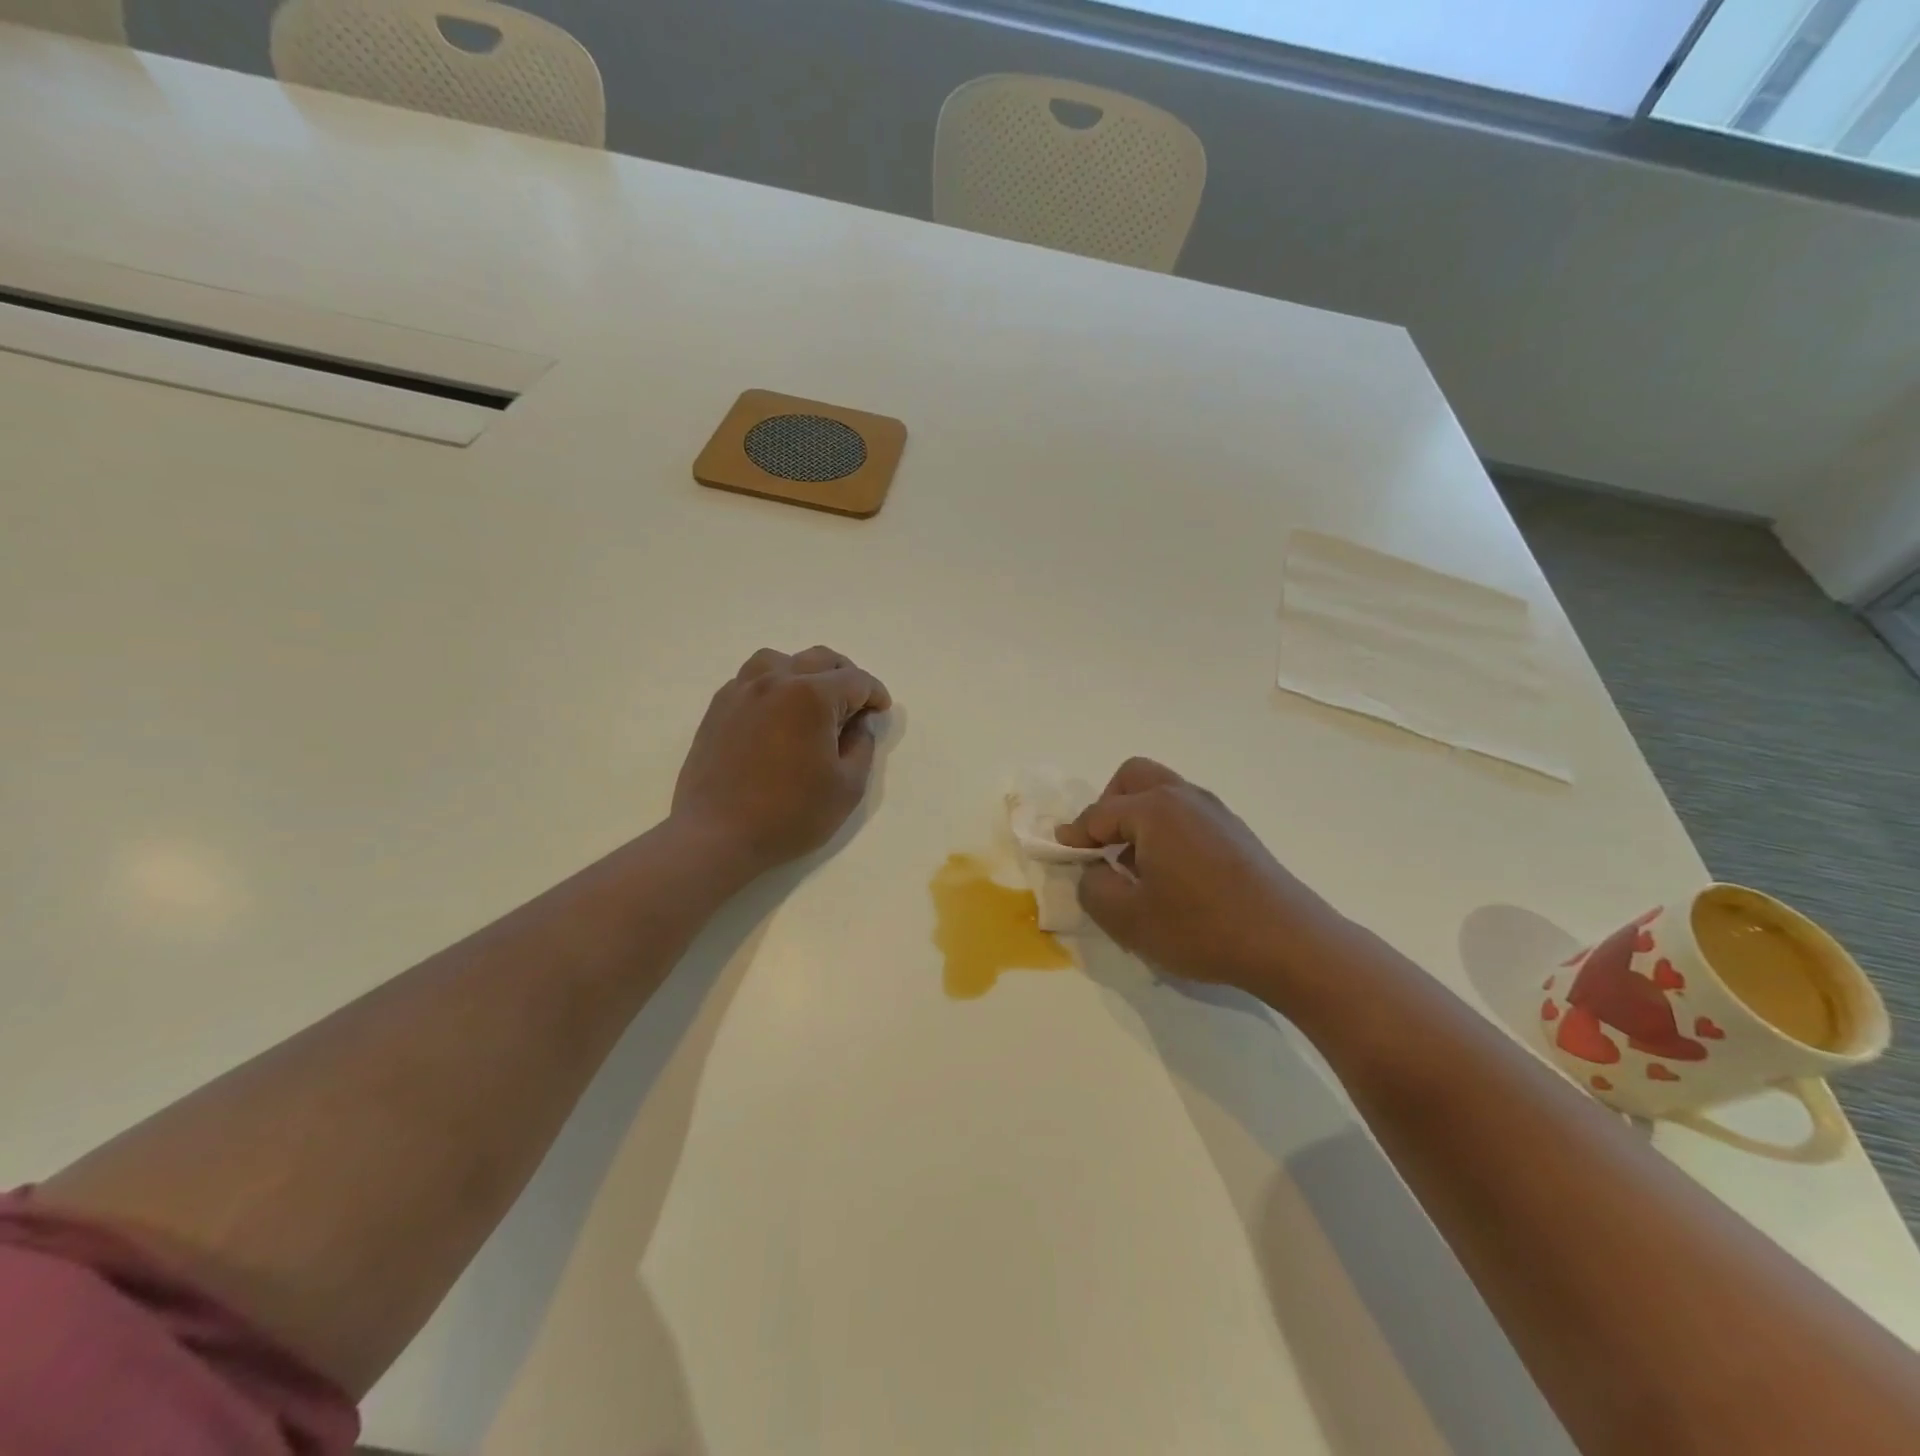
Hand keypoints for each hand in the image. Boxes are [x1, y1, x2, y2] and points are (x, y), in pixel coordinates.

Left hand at [672, 646, 890, 878]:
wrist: (716, 835)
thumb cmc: (789, 814)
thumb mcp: (847, 787)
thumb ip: (862, 746)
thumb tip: (860, 723)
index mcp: (811, 696)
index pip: (855, 680)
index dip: (875, 694)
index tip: (881, 711)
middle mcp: (775, 680)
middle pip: (819, 659)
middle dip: (845, 677)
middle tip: (855, 705)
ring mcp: (741, 691)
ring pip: (780, 660)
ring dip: (805, 673)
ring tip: (813, 701)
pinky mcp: (718, 707)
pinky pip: (751, 679)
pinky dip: (773, 685)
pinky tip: (778, 714)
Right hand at [1057, 758, 1342, 998]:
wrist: (1290, 943)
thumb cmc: (1202, 928)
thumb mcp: (1130, 919)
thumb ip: (1094, 889)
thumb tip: (1094, 871)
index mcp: (1155, 810)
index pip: (1099, 814)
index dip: (1075, 835)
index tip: (1062, 853)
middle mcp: (1184, 797)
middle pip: (1133, 777)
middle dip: (1108, 805)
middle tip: (1103, 845)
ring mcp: (1215, 811)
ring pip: (1163, 792)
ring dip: (1139, 816)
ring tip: (1136, 863)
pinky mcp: (1236, 831)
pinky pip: (1186, 812)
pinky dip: (1166, 828)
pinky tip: (1172, 873)